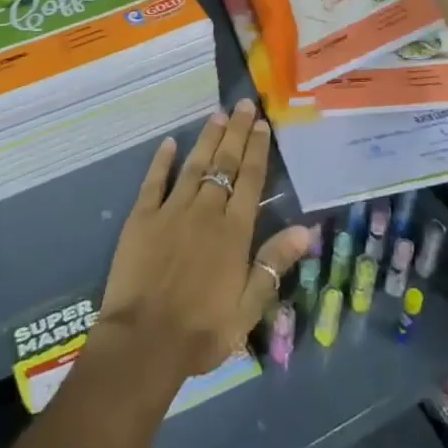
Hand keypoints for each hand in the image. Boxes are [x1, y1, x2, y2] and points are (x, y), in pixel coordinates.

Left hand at [98, 100, 310, 382]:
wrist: (144, 342)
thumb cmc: (201, 331)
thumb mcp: (248, 308)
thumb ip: (273, 264)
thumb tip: (305, 229)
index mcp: (234, 232)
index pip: (250, 181)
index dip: (257, 151)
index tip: (262, 125)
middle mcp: (206, 211)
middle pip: (225, 164)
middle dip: (236, 132)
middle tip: (244, 104)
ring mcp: (172, 210)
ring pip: (194, 165)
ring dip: (208, 139)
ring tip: (218, 115)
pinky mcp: (142, 217)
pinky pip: (154, 181)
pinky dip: (163, 160)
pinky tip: (170, 142)